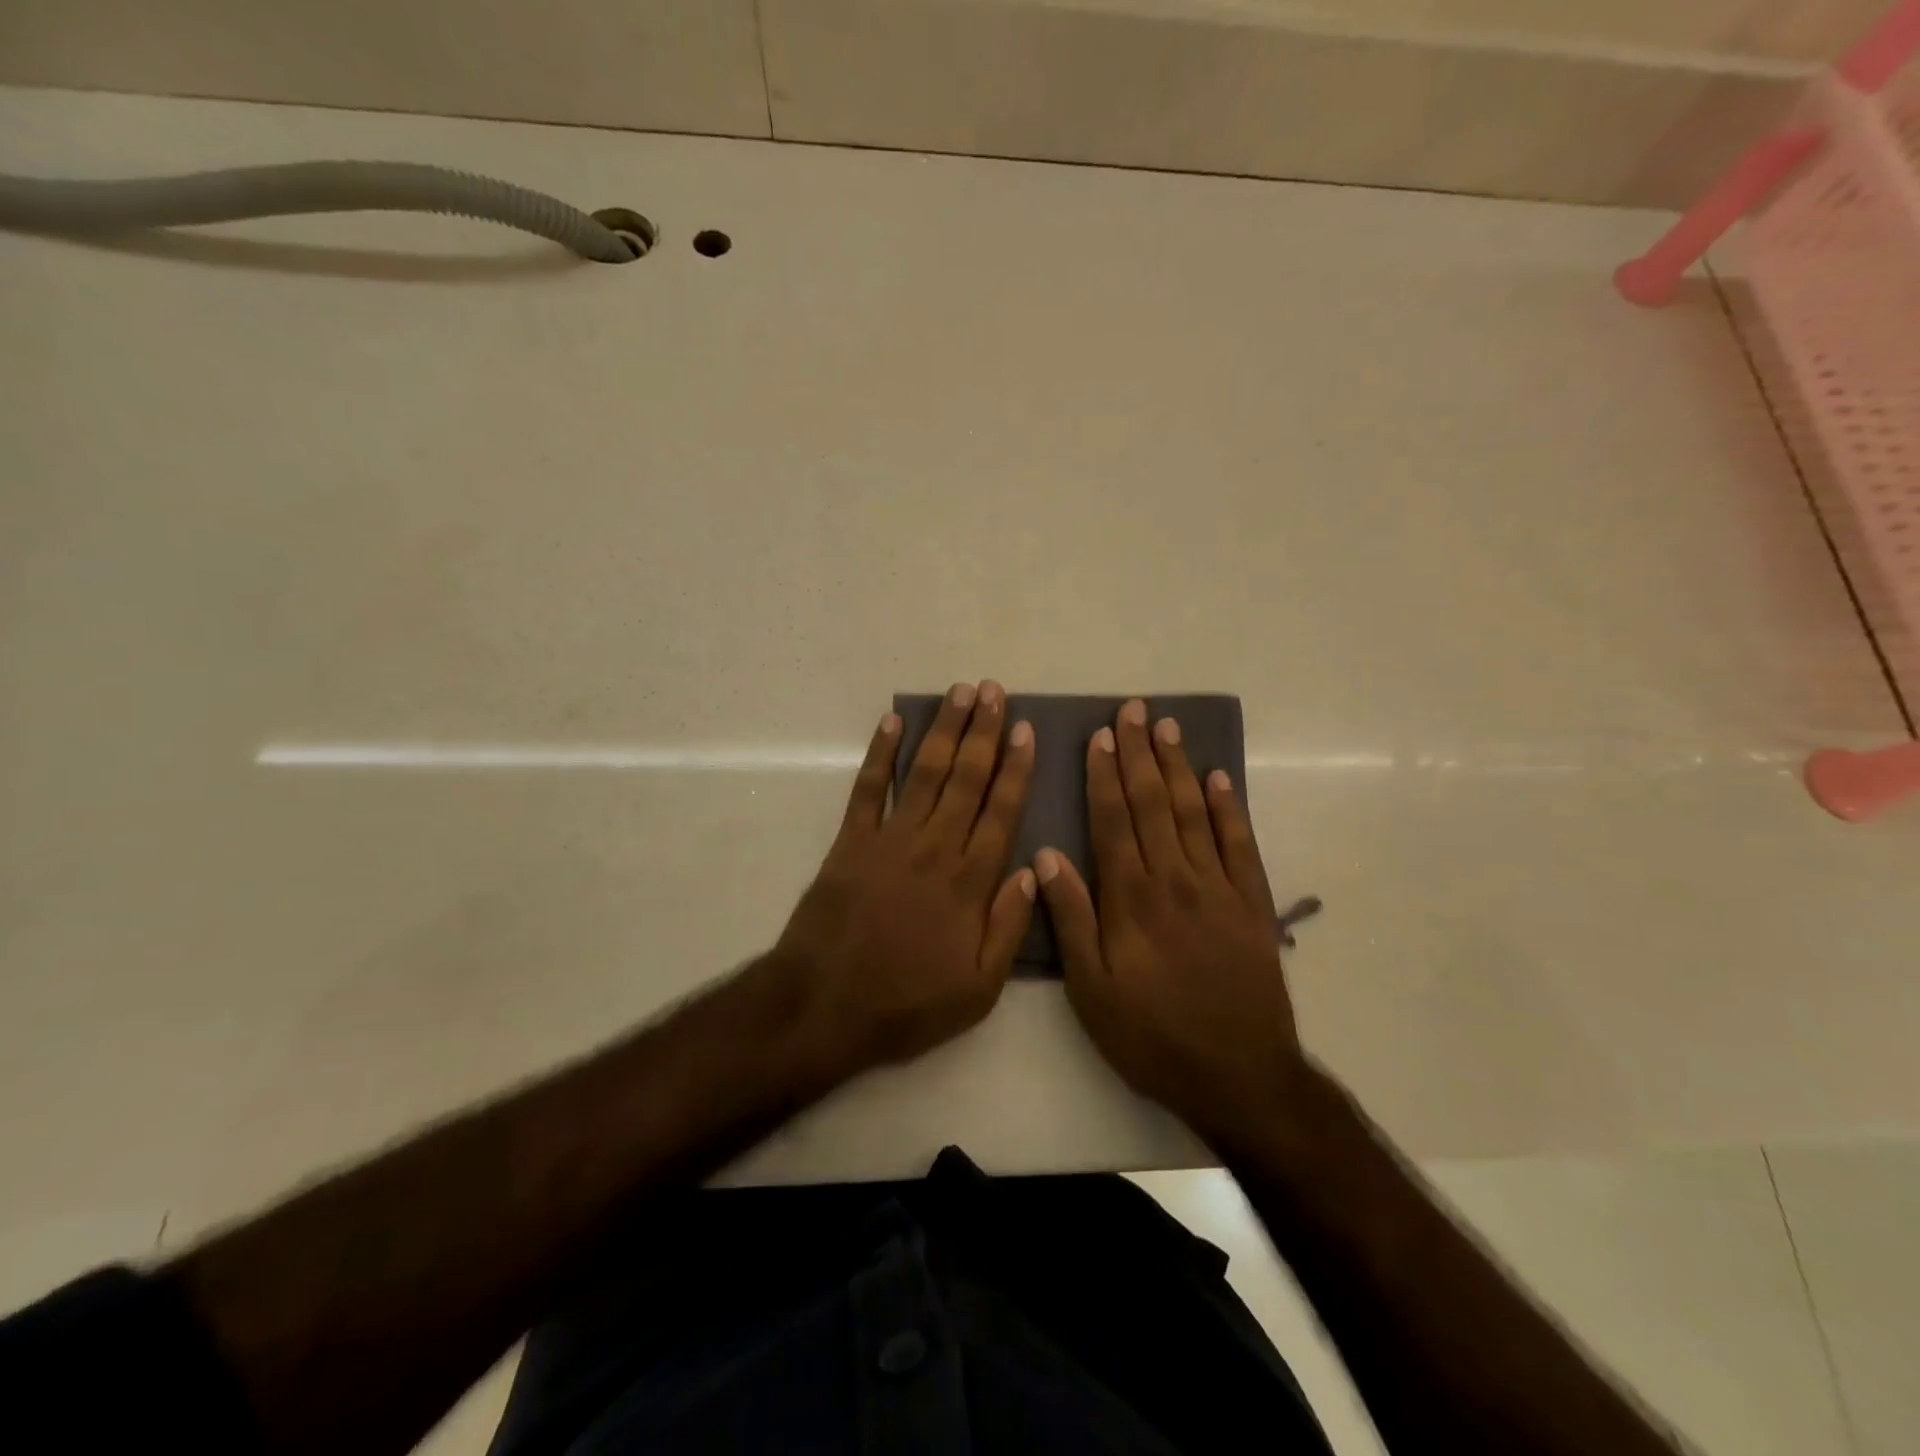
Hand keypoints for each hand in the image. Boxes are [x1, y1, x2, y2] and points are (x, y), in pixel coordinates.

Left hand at [777, 680, 1036, 1078]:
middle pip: (966, 778)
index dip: (1016, 768)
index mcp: (970, 881)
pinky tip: (892, 722)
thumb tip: (1034, 870)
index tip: (1025, 730)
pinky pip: (868, 788)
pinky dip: (880, 753)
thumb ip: (1010, 927)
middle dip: (983, 732)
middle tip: (995, 691)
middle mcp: (935, 847)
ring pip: (925, 772)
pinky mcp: (851, 842)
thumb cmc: (907, 1002)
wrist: (824, 1005)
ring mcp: (890, 839)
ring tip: (960, 693)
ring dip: (944, 730)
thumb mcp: (979, 988)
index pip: (1001, 811)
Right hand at [1036, 698, 1300, 1140]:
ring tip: (1169, 728)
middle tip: (1136, 710)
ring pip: (1195, 813)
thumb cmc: (1152, 1035)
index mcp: (1132, 898)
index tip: (1101, 735)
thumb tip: (1047, 855)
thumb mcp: (1091, 990)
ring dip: (1180, 767)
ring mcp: (1219, 888)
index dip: (1105, 775)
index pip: (1114, 820)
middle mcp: (1175, 879)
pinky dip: (1230, 808)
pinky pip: (1241, 844)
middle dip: (1141, 754)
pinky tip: (1219, 779)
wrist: (1239, 1074)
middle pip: (1154, 803)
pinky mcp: (1253, 904)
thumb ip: (1070, 918)